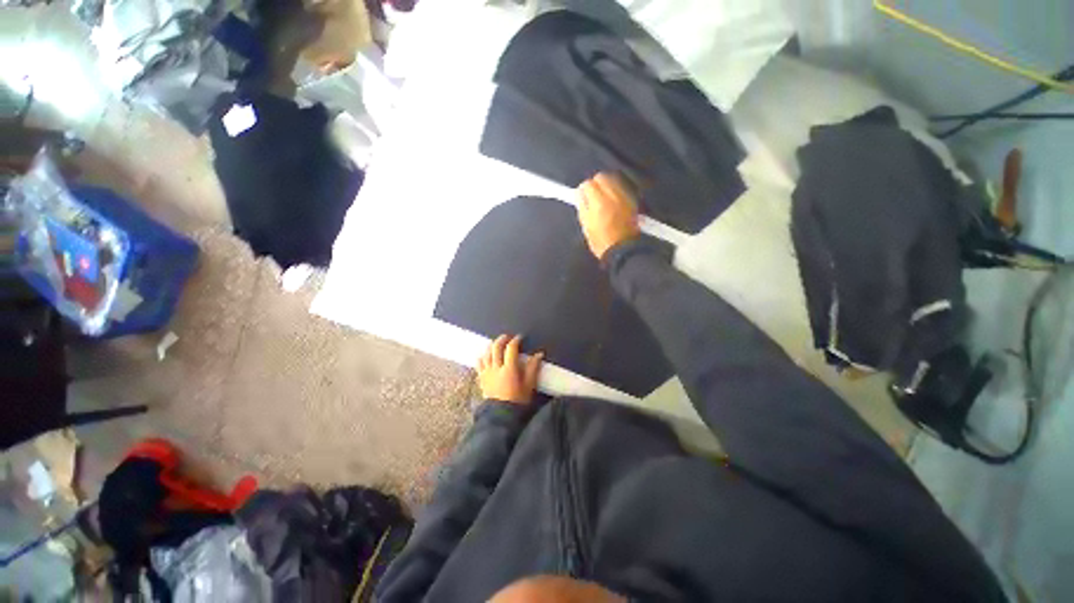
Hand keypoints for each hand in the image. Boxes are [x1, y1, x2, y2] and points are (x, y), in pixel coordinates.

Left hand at [477, 335, 543, 404]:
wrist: (501, 416)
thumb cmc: (518, 401)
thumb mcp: (529, 385)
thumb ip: (533, 368)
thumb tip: (539, 354)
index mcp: (509, 369)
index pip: (511, 349)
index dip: (515, 341)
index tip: (520, 338)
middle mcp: (496, 368)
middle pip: (496, 347)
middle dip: (502, 339)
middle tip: (507, 337)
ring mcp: (487, 373)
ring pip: (486, 353)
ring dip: (492, 346)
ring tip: (497, 344)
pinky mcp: (481, 378)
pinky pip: (479, 363)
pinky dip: (482, 356)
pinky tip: (485, 355)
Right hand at [578, 172, 641, 259]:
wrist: (623, 250)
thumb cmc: (601, 241)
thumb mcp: (586, 226)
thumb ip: (582, 206)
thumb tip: (580, 194)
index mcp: (599, 203)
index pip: (588, 184)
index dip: (583, 190)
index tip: (582, 197)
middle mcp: (613, 196)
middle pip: (602, 177)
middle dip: (595, 183)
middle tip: (592, 195)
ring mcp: (625, 197)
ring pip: (614, 179)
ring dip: (606, 185)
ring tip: (602, 196)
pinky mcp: (632, 201)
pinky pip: (622, 187)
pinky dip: (616, 189)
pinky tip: (613, 200)